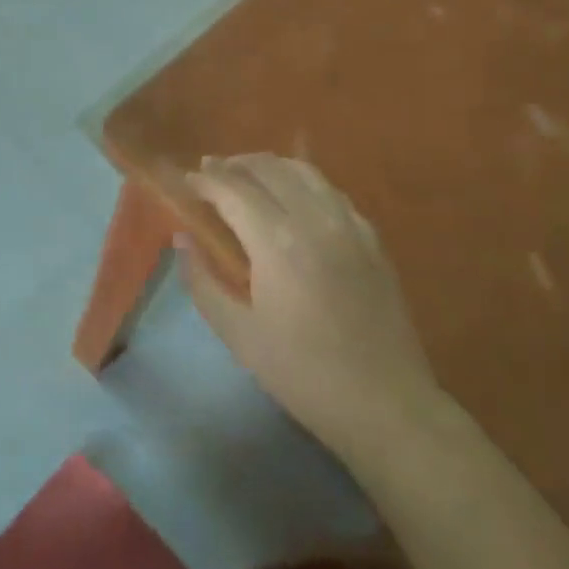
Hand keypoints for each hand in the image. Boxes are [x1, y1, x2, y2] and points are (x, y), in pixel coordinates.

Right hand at [179, 155, 446, 472]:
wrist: (385, 403)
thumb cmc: (303, 373)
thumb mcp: (239, 335)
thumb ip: (203, 281)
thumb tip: (183, 239)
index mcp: (277, 242)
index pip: (233, 189)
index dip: (206, 180)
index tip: (187, 181)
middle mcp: (314, 219)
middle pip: (269, 169)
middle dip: (234, 164)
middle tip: (210, 172)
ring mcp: (349, 224)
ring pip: (304, 171)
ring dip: (269, 165)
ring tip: (247, 174)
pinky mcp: (372, 238)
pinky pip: (331, 191)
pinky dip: (303, 182)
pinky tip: (294, 197)